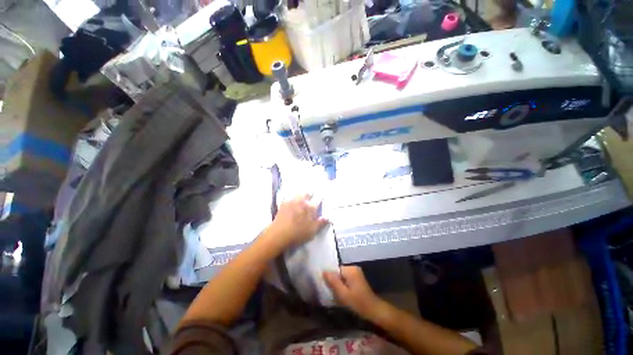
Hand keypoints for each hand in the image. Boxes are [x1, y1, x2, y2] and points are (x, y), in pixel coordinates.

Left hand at [264, 194, 328, 249]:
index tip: (322, 195)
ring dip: (302, 194)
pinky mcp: (284, 203)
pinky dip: (293, 197)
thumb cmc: (298, 234)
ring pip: (299, 193)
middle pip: (307, 193)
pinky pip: (290, 197)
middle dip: (311, 193)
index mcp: (310, 207)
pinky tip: (292, 201)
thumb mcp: (312, 231)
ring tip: (302, 197)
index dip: (320, 196)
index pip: (318, 199)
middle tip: (312, 196)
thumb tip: (328, 217)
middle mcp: (302, 201)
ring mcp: (292, 201)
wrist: (278, 234)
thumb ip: (321, 223)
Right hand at [323, 266, 383, 319]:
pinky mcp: (357, 278)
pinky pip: (346, 279)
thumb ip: (333, 281)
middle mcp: (353, 268)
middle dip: (334, 281)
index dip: (329, 277)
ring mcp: (356, 273)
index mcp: (350, 269)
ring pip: (341, 276)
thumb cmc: (358, 303)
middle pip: (338, 272)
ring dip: (338, 284)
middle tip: (330, 292)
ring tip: (335, 294)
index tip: (325, 286)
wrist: (374, 310)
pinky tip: (342, 294)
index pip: (335, 268)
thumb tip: (324, 271)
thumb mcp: (343, 294)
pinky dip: (343, 285)